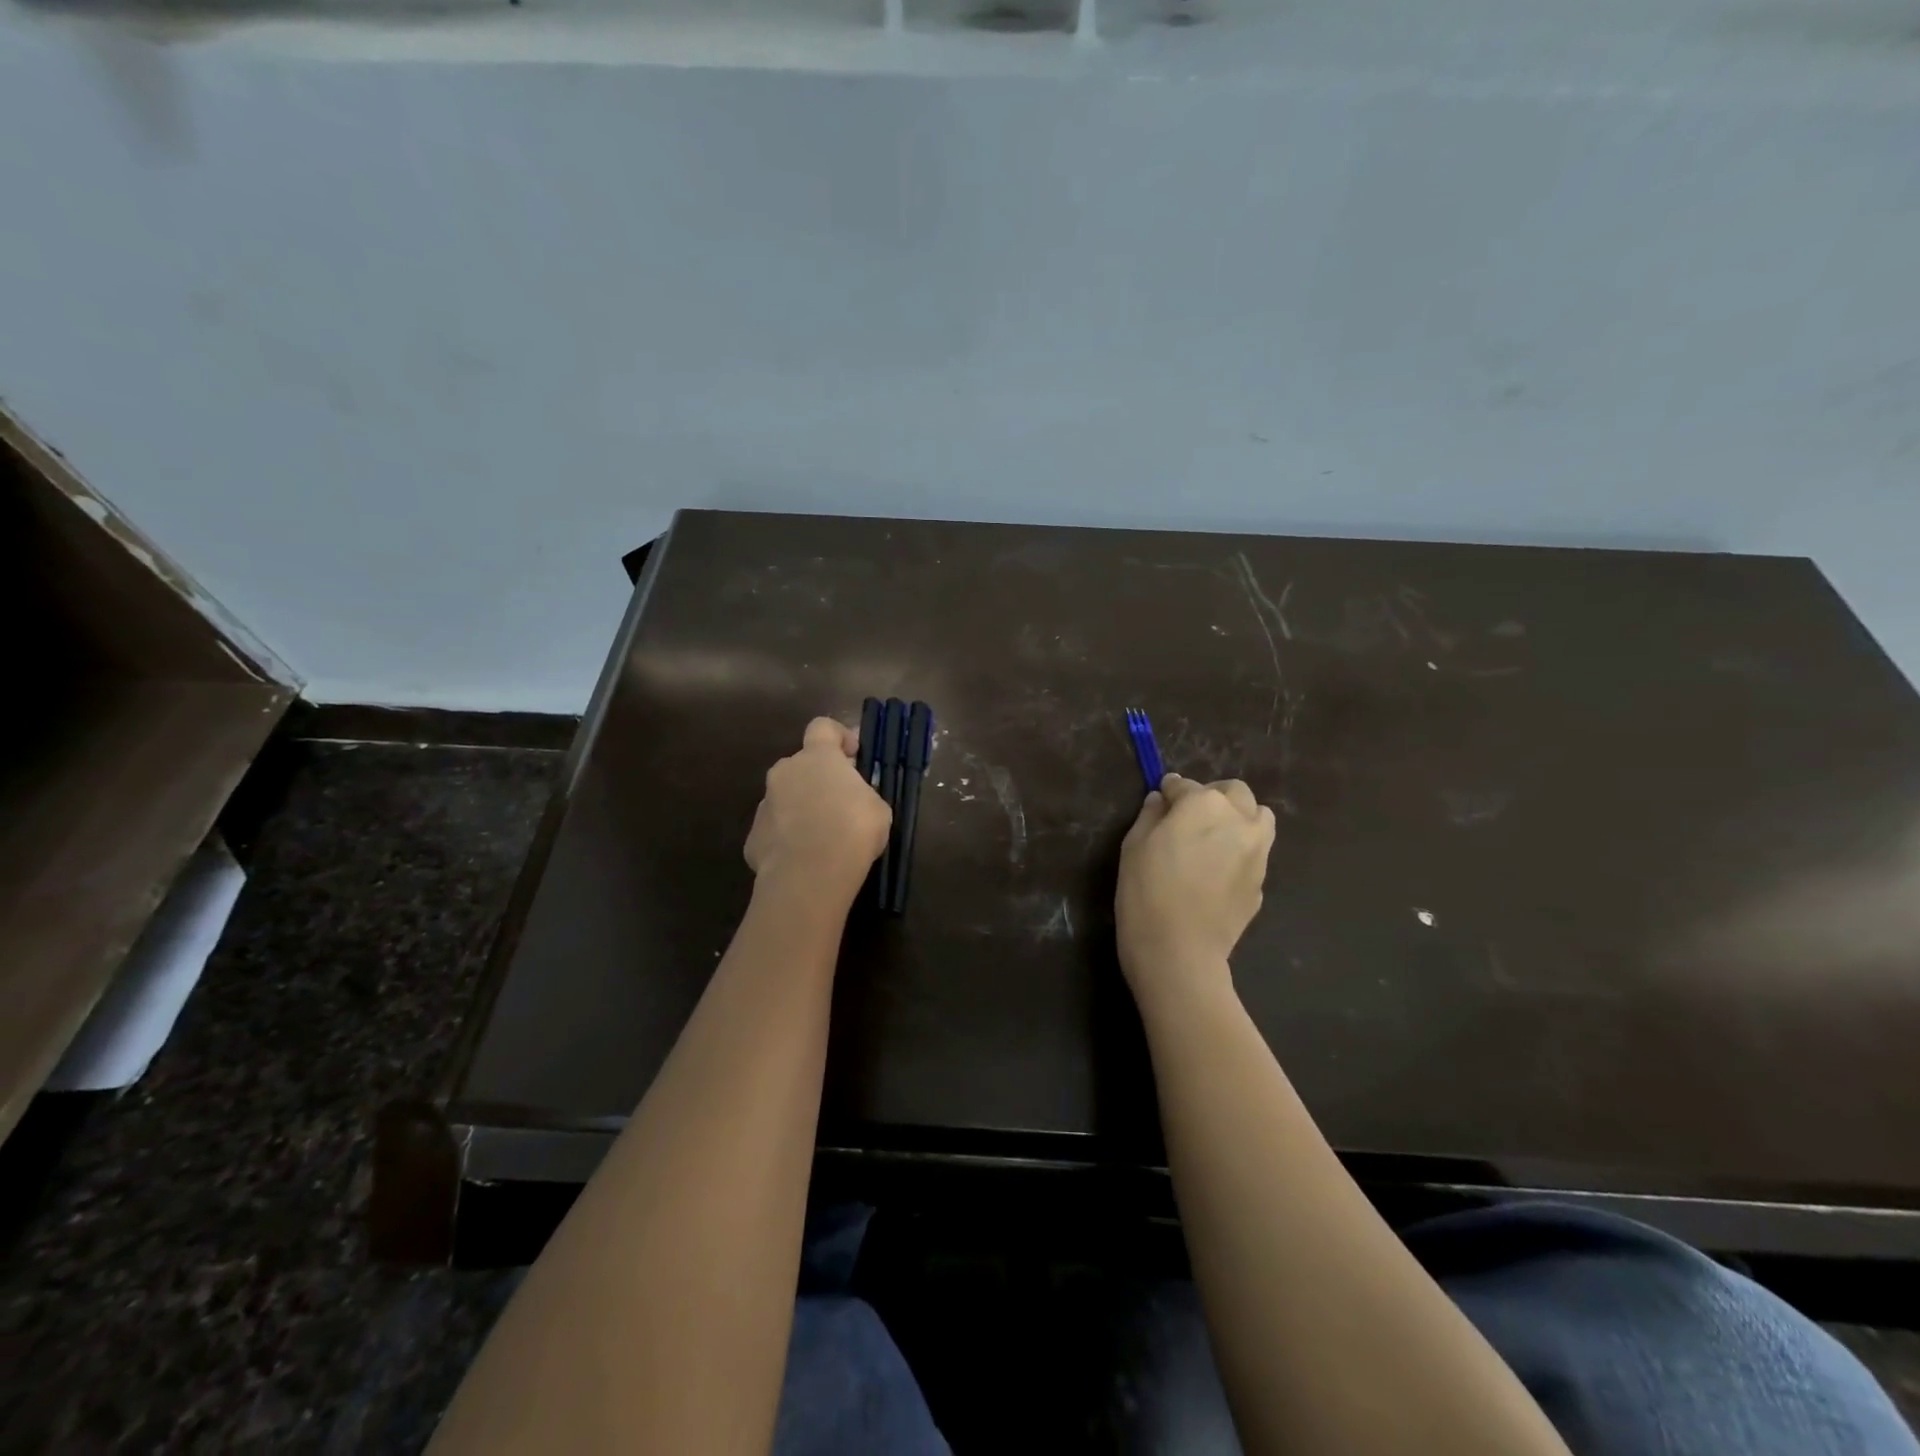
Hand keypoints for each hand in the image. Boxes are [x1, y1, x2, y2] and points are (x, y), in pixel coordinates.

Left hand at [744, 717, 890, 906]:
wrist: (810, 875)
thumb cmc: (853, 831)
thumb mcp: (878, 808)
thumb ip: (862, 794)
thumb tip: (854, 799)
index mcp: (817, 757)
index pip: (822, 727)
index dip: (838, 736)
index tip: (853, 754)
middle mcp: (785, 772)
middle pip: (801, 765)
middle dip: (818, 779)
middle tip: (840, 803)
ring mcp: (764, 804)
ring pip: (785, 798)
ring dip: (801, 809)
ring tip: (822, 838)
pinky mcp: (753, 837)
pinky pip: (774, 830)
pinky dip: (787, 838)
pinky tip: (804, 858)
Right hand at [1116, 775, 1275, 1005]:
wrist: (1179, 950)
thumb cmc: (1146, 891)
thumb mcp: (1134, 846)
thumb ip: (1151, 815)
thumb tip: (1162, 801)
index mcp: (1204, 804)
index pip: (1185, 785)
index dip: (1170, 792)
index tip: (1161, 801)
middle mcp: (1239, 819)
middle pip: (1233, 792)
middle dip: (1212, 797)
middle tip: (1189, 818)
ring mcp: (1257, 851)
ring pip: (1258, 818)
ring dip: (1238, 818)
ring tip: (1214, 839)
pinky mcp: (1262, 881)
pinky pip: (1255, 853)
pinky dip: (1240, 852)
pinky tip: (1217, 874)